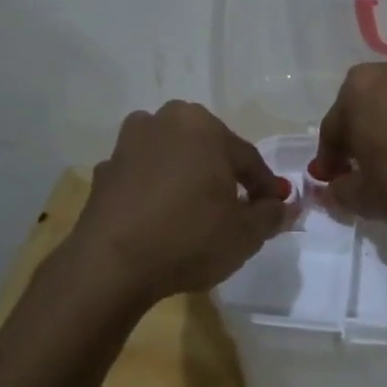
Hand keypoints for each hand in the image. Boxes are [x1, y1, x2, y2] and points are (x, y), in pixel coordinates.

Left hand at [70, 102, 287, 304]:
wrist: (111, 265)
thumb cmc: (189, 238)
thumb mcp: (246, 233)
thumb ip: (271, 215)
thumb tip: (284, 207)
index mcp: (202, 126)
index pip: (247, 157)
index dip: (264, 186)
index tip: (274, 208)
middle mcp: (163, 122)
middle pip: (207, 150)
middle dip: (224, 175)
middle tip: (237, 209)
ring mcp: (127, 145)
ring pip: (172, 160)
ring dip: (187, 179)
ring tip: (196, 213)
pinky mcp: (103, 173)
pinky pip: (143, 178)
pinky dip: (156, 192)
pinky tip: (162, 220)